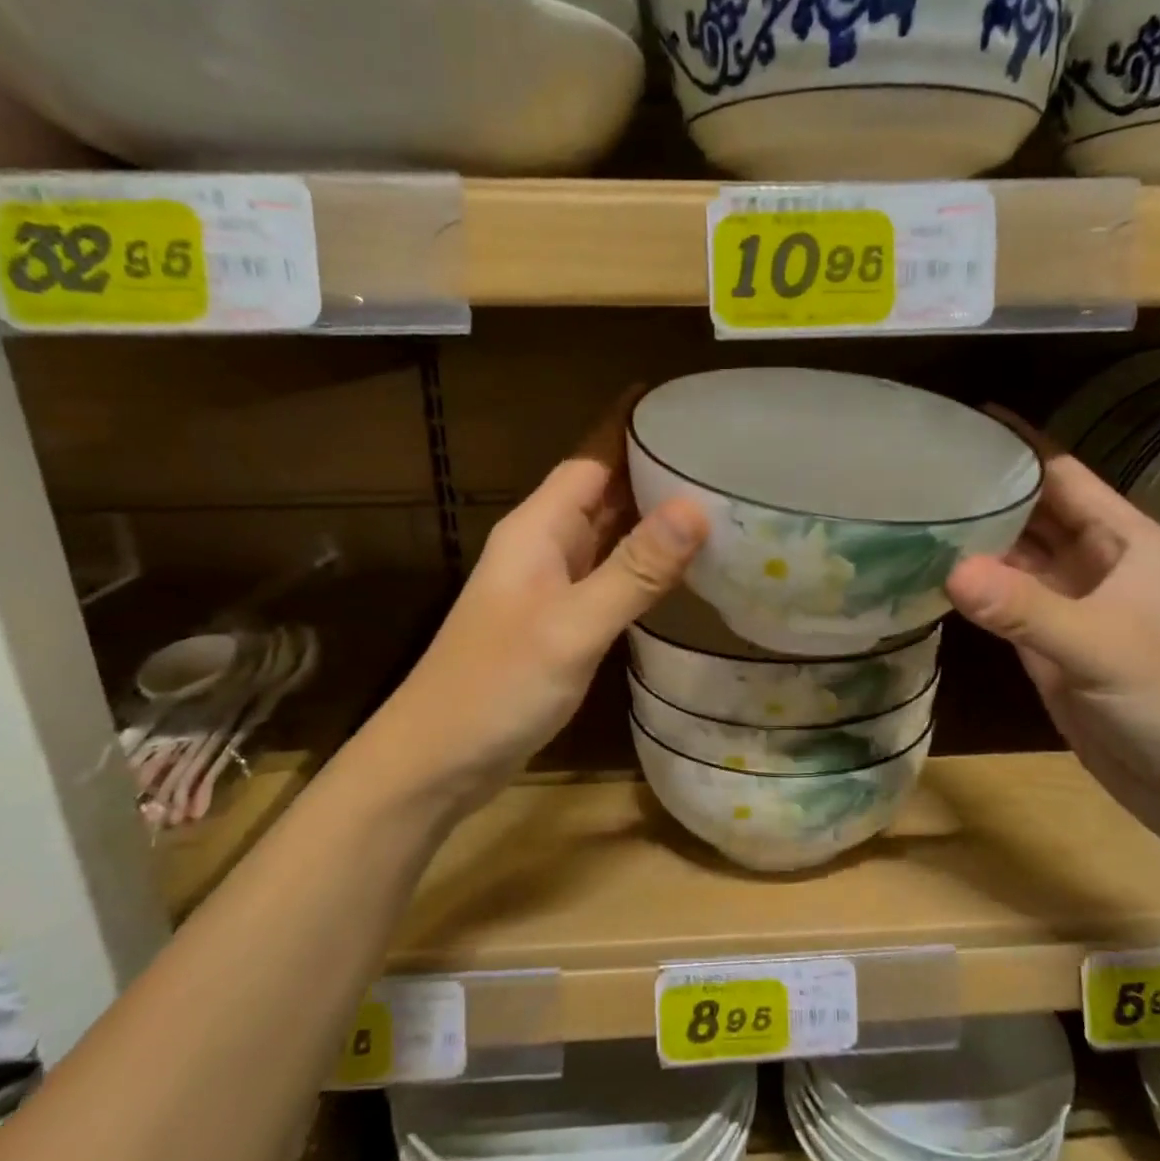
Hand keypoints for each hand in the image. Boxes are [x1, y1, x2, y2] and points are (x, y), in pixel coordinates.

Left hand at [381, 392, 707, 817]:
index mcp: (538, 529)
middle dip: (653, 467)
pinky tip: (681, 567)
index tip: (683, 401)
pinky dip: (644, 563)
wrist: (438, 760)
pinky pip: (610, 574)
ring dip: (652, 515)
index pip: (591, 458)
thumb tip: (695, 507)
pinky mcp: (561, 621)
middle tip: (720, 451)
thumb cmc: (497, 686)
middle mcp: (544, 546)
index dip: (631, 427)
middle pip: (603, 491)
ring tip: (715, 498)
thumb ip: (634, 570)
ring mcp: (551, 586)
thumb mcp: (572, 626)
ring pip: (608, 534)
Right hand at [944, 418, 1159, 844]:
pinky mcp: (1051, 647)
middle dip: (986, 489)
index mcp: (1126, 542)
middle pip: (1033, 513)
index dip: (1018, 445)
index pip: (1063, 476)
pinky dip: (974, 590)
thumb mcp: (1103, 648)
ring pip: (1015, 559)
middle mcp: (1097, 564)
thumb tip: (948, 568)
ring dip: (973, 539)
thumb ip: (1026, 610)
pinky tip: (932, 575)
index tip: (963, 419)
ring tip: (914, 512)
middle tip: (920, 467)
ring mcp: (1072, 607)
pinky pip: (1005, 605)